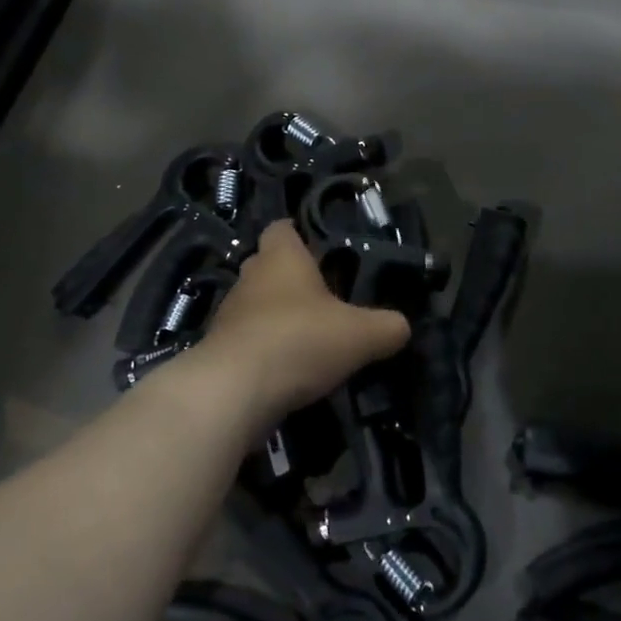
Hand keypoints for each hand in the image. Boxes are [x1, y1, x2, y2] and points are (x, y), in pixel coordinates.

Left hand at [195, 220, 410, 422]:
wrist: (233, 392)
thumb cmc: (299, 340)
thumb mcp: (360, 335)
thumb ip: (387, 327)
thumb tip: (401, 326)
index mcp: (282, 257)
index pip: (283, 228)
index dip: (300, 235)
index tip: (323, 251)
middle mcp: (251, 276)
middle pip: (270, 266)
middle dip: (293, 279)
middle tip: (326, 299)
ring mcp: (229, 313)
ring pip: (257, 304)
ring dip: (278, 317)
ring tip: (310, 339)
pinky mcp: (219, 350)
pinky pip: (247, 340)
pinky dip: (265, 349)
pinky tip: (288, 369)